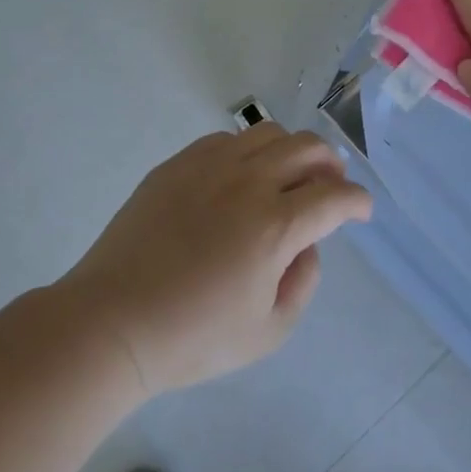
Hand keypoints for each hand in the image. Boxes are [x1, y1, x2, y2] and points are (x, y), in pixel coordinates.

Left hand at [62, 125, 371, 395]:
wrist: (109, 323)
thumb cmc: (192, 337)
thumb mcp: (269, 331)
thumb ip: (304, 282)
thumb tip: (307, 245)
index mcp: (275, 226)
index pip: (335, 196)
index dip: (358, 202)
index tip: (361, 212)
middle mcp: (248, 183)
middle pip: (308, 148)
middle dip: (332, 166)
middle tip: (330, 188)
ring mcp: (208, 167)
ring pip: (268, 134)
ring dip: (292, 151)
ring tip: (288, 177)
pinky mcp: (175, 166)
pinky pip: (225, 140)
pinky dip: (248, 151)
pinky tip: (240, 179)